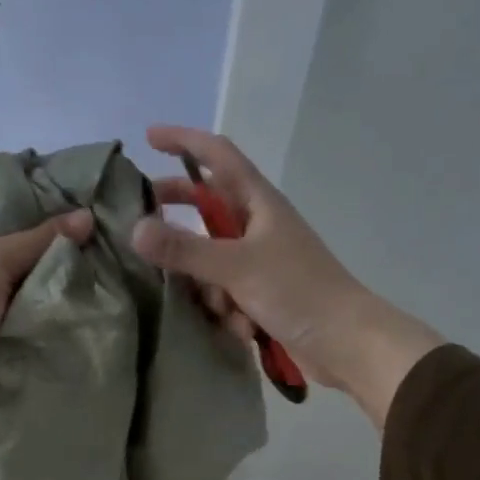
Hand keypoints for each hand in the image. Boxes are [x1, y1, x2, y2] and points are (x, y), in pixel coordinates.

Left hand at [0, 195, 92, 440]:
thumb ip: (43, 239)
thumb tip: (88, 217)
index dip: (35, 203)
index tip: (75, 211)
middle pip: (3, 237)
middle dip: (40, 245)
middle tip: (85, 243)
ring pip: (4, 272)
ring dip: (34, 278)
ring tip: (79, 271)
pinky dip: (22, 303)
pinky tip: (55, 301)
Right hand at [129, 125, 442, 425]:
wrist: (346, 342)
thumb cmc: (298, 291)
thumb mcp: (237, 267)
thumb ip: (185, 249)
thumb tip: (134, 230)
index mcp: (259, 202)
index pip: (217, 156)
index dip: (184, 141)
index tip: (149, 137)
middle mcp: (258, 224)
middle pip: (208, 204)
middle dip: (179, 212)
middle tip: (141, 218)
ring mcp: (260, 260)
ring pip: (211, 257)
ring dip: (207, 281)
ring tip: (215, 304)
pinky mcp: (261, 293)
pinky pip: (225, 291)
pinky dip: (226, 308)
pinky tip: (241, 328)